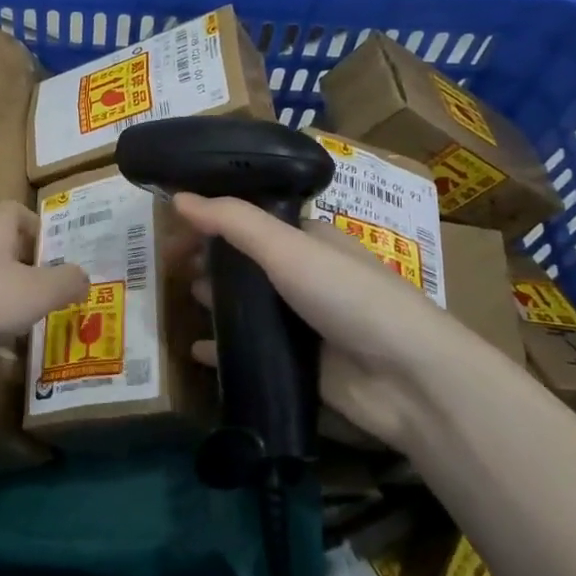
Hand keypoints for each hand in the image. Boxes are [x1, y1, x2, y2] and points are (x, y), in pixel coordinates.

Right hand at [173, 193, 502, 446]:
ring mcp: (302, 324)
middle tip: (168, 268)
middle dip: (209, 262)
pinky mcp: (299, 366)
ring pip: (246, 308)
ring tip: (181, 300)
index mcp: (308, 240)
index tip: (173, 228)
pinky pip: (250, 353)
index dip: (212, 221)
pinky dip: (222, 349)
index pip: (251, 221)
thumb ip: (232, 221)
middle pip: (245, 264)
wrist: (407, 378)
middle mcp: (304, 277)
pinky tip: (195, 350)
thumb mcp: (287, 247)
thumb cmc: (348, 296)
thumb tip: (178, 197)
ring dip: (215, 302)